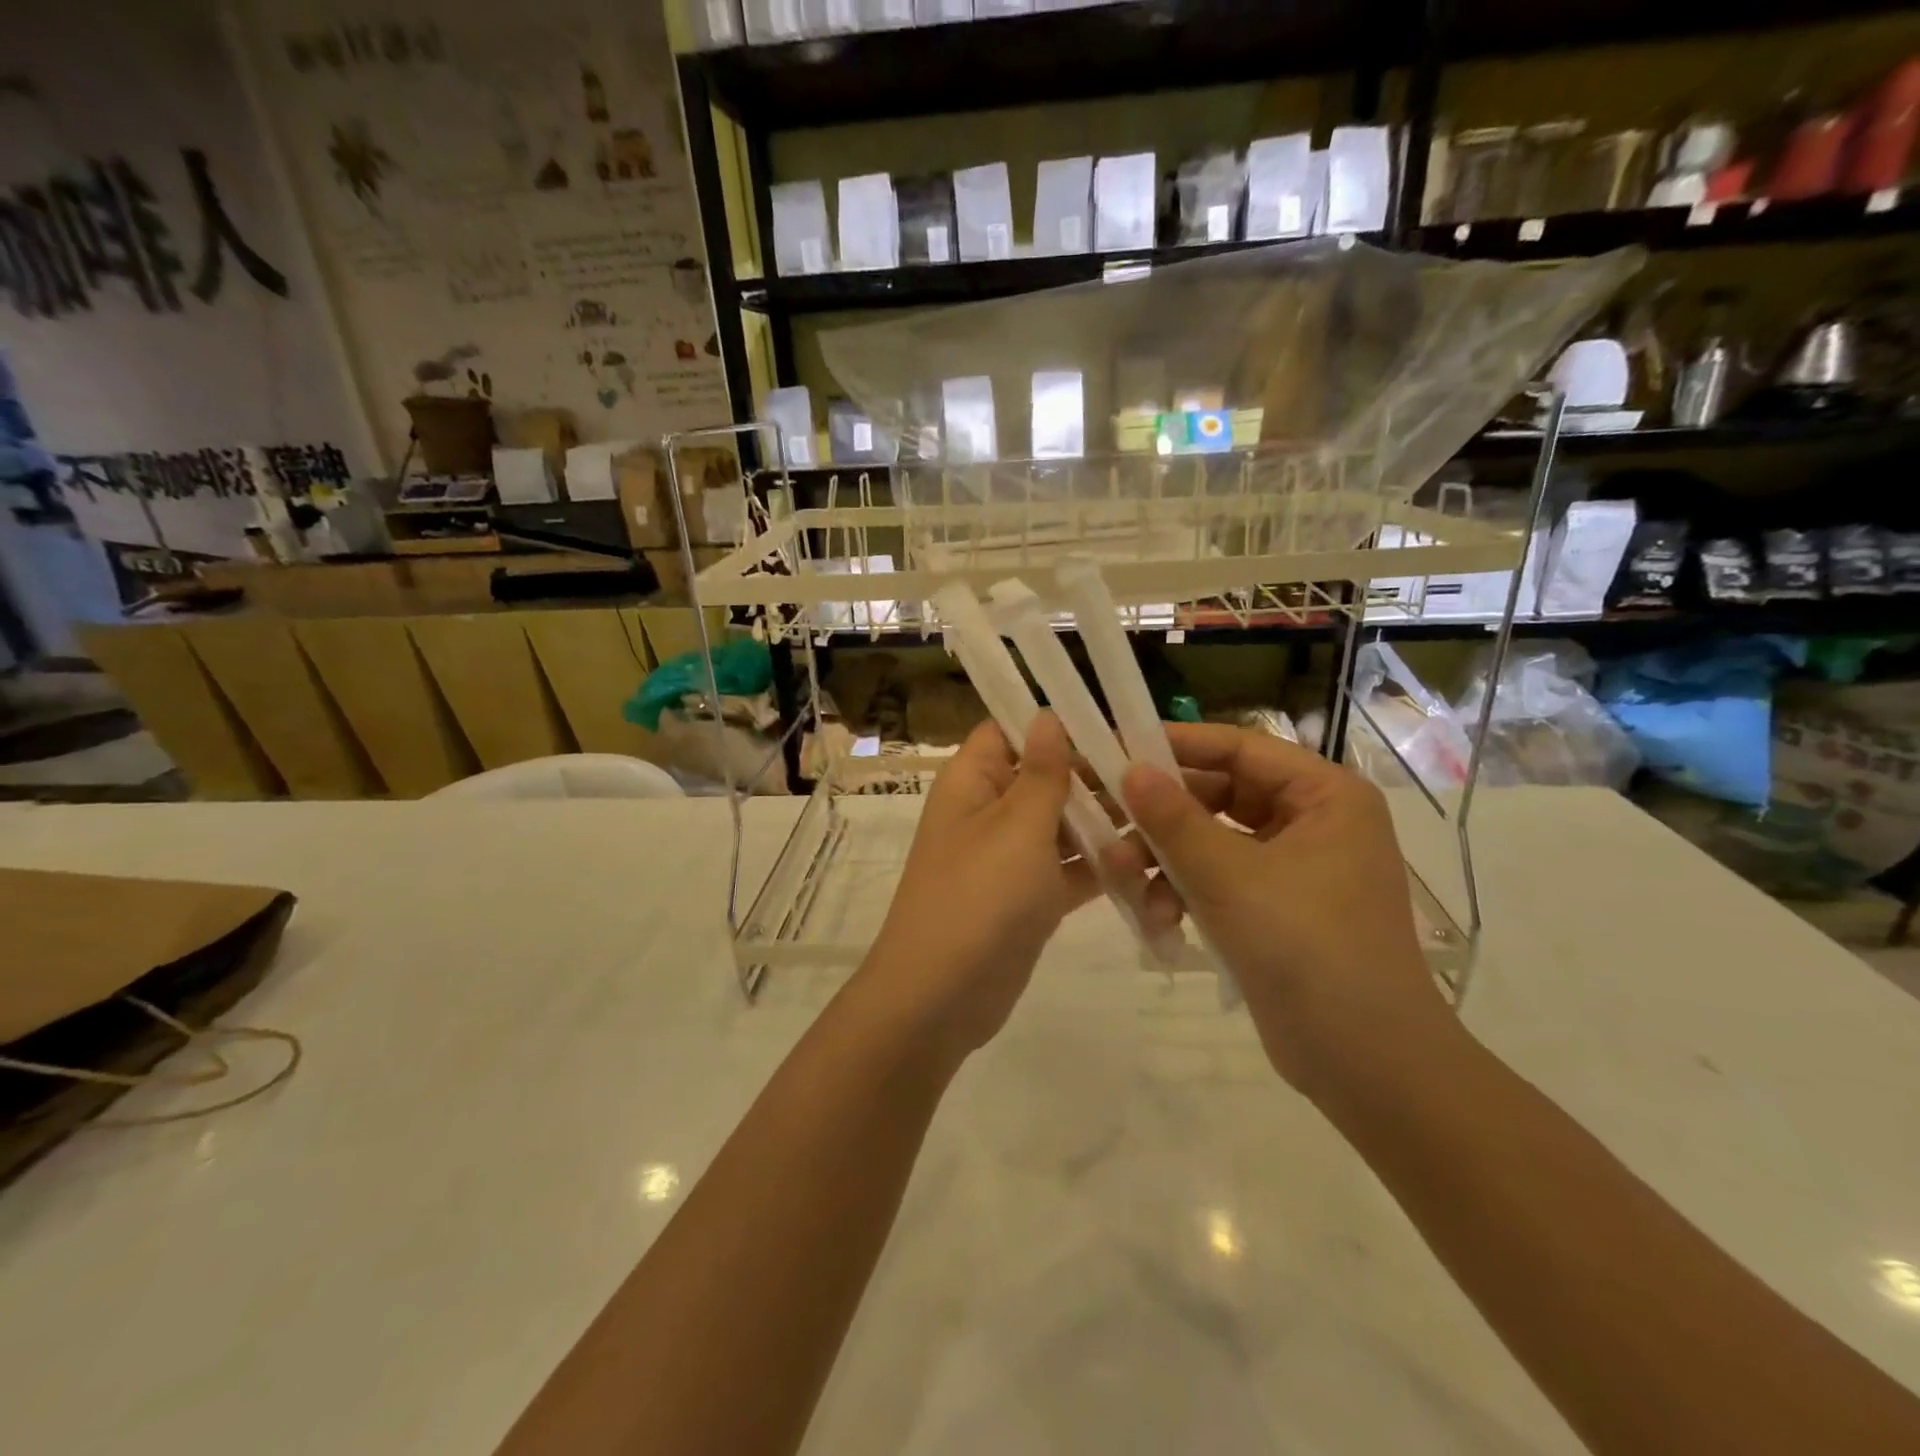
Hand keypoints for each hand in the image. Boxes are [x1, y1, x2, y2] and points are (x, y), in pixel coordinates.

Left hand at [860, 714, 1171, 1060]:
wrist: (941, 997)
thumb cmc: (979, 896)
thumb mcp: (1016, 826)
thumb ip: (1042, 771)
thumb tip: (1047, 714)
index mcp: (973, 781)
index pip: (1009, 730)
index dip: (1054, 722)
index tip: (1113, 721)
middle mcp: (989, 811)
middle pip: (1045, 776)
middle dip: (1095, 773)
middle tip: (1160, 771)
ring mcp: (1009, 857)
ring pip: (1062, 824)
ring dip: (1105, 821)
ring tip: (1165, 814)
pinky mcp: (1028, 898)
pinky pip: (1069, 869)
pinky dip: (1101, 865)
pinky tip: (1148, 862)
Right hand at [1119, 723, 1454, 1093]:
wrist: (1368, 1065)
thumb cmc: (1307, 950)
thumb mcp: (1229, 877)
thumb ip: (1174, 820)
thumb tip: (1129, 768)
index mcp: (1325, 795)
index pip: (1240, 748)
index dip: (1177, 745)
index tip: (1118, 747)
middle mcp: (1314, 821)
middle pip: (1221, 795)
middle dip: (1163, 817)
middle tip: (1108, 821)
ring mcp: (1297, 867)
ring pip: (1214, 840)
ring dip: (1167, 859)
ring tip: (1124, 880)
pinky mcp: (1278, 908)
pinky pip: (1221, 879)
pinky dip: (1187, 892)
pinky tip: (1159, 919)